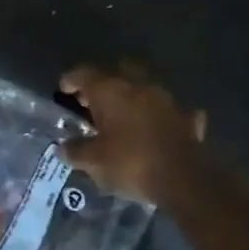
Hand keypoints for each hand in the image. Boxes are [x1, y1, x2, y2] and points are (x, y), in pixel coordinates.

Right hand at [59, 63, 207, 203]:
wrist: (183, 178)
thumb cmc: (131, 163)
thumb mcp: (94, 162)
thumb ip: (76, 151)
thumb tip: (63, 147)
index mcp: (111, 90)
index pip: (84, 73)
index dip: (71, 80)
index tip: (64, 90)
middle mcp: (138, 86)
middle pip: (117, 72)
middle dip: (103, 83)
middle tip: (92, 101)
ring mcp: (165, 99)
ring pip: (143, 87)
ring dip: (131, 97)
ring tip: (120, 116)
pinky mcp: (185, 117)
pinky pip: (167, 110)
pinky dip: (158, 115)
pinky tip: (154, 127)